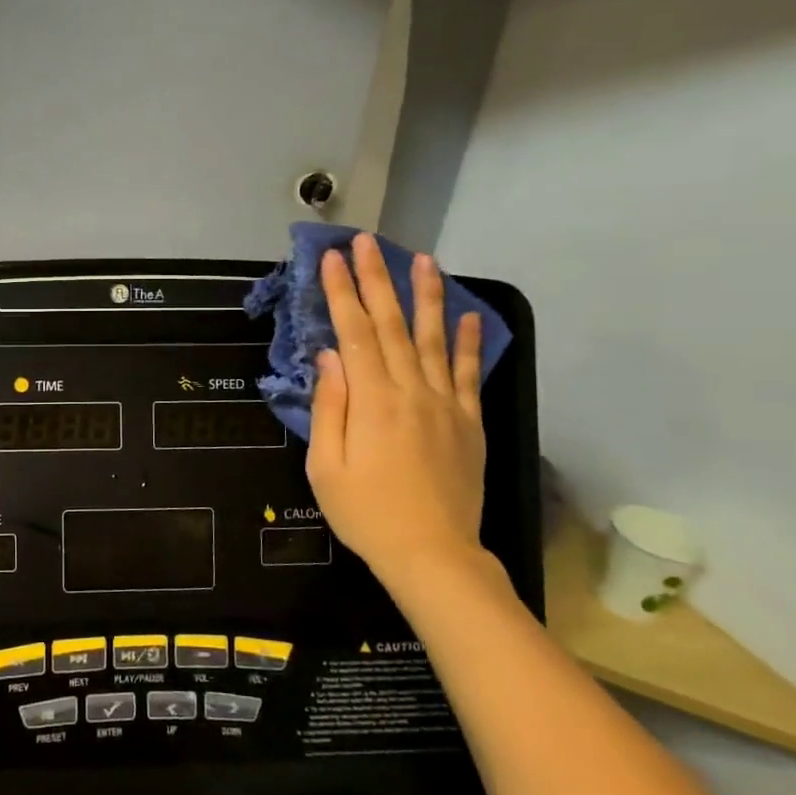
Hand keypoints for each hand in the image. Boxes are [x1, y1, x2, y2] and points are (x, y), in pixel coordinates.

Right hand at [307, 236, 503, 601]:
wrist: (432, 553)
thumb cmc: (366, 513)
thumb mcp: (326, 466)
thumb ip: (329, 407)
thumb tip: (330, 356)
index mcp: (371, 400)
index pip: (353, 332)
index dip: (341, 292)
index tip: (331, 259)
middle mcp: (410, 390)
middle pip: (391, 324)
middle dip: (376, 279)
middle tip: (366, 242)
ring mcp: (444, 404)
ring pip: (434, 338)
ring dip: (426, 295)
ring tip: (422, 259)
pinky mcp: (468, 421)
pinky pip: (469, 373)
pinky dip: (469, 341)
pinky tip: (468, 314)